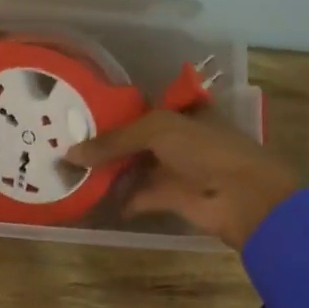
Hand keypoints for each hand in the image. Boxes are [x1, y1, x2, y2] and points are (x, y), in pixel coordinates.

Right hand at [67, 110, 299, 248]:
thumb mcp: (157, 131)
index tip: (78, 116)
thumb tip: (70, 153)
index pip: (141, 108)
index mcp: (182, 112)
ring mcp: (175, 168)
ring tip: (72, 172)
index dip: (113, 112)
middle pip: (135, 139)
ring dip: (109, 171)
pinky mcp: (172, 197)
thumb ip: (114, 140)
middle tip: (66, 145)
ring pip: (135, 167)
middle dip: (106, 144)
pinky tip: (93, 199)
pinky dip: (120, 199)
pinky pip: (139, 195)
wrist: (243, 196)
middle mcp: (177, 138)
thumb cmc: (205, 150)